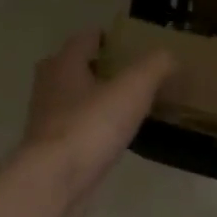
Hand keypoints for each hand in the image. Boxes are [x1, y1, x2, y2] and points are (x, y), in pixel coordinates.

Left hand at [21, 30, 173, 208]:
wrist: (56, 179)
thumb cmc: (91, 127)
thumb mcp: (132, 90)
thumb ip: (154, 68)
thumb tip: (170, 56)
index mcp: (64, 65)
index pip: (84, 39)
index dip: (105, 37)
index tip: (126, 43)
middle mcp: (49, 87)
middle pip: (71, 68)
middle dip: (94, 68)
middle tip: (124, 75)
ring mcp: (47, 121)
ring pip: (70, 100)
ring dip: (91, 100)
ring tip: (121, 107)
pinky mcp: (52, 150)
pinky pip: (74, 130)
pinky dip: (90, 128)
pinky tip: (109, 138)